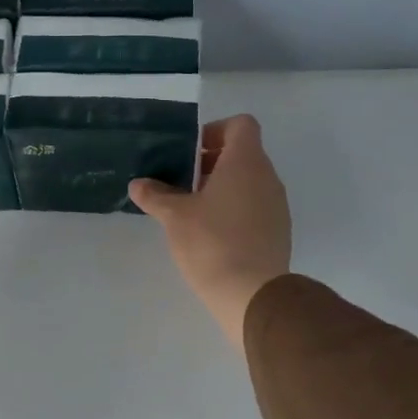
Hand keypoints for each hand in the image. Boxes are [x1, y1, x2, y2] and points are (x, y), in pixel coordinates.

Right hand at [129, 114, 291, 350]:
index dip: (215, 131)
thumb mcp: (174, 216)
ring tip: (194, 211)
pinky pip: (256, 206)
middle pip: (243, 153)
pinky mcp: (278, 231)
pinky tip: (212, 235)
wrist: (252, 293)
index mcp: (246, 162)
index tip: (191, 153)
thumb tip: (138, 185)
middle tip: (183, 183)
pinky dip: (235, 209)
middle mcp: (268, 176)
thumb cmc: (211, 242)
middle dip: (212, 163)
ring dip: (223, 188)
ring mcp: (277, 205)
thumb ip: (155, 195)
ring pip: (249, 182)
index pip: (241, 125)